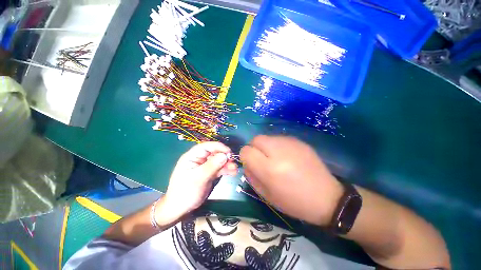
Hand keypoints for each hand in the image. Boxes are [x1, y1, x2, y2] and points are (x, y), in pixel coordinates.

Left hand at [156, 142, 237, 225]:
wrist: (181, 208)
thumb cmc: (185, 192)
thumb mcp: (198, 178)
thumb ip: (212, 166)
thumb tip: (225, 155)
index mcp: (192, 157)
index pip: (206, 146)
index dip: (218, 147)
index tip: (228, 151)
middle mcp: (200, 159)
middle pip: (214, 153)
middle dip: (224, 157)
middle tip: (233, 162)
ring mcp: (205, 166)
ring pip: (218, 161)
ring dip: (227, 164)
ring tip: (234, 169)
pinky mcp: (210, 173)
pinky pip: (219, 169)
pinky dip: (226, 170)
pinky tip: (233, 172)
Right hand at [240, 135, 342, 225]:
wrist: (326, 197)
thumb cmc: (294, 201)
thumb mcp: (267, 195)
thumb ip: (251, 176)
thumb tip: (246, 163)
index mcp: (269, 168)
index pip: (246, 151)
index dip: (245, 156)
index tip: (251, 163)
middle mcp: (278, 151)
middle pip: (256, 139)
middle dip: (254, 148)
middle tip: (261, 159)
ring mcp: (290, 144)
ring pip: (267, 137)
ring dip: (265, 146)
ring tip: (275, 158)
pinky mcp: (299, 141)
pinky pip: (279, 138)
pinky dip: (276, 145)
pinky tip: (286, 156)